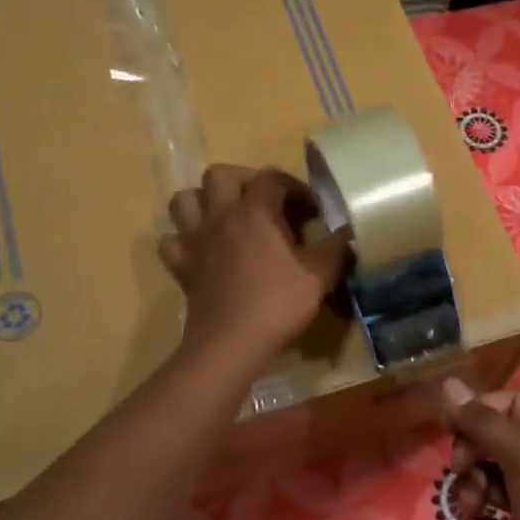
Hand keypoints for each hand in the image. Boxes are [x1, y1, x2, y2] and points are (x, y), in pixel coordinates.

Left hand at [159, 166, 348, 367]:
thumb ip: (335, 247)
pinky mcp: (181, 266)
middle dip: (244, 180)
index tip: (312, 210)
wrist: (231, 344)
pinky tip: (202, 249)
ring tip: (226, 216)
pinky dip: (184, 238)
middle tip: (265, 202)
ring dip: (204, 200)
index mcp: (255, 211)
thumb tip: (348, 230)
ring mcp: (195, 240)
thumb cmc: (278, 305)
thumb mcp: (319, 276)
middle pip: (220, 174)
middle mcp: (220, 216)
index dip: (295, 187)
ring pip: (185, 199)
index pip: (272, 178)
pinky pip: (171, 240)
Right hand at [440, 380, 519, 519]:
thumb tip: (448, 384)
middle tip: (465, 473)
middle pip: (489, 444)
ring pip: (481, 485)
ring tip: (481, 512)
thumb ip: (483, 422)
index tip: (451, 428)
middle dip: (471, 459)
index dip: (478, 412)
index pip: (507, 404)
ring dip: (474, 498)